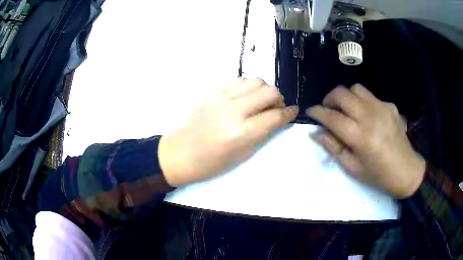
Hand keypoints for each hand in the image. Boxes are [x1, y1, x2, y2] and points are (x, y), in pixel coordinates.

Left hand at [159, 78, 298, 186]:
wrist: (181, 153)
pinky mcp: (213, 91)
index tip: (293, 111)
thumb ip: (264, 133)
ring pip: (256, 81)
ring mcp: (222, 97)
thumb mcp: (243, 154)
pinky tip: (245, 96)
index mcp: (242, 132)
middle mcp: (234, 110)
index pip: (276, 115)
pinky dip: (248, 86)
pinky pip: (239, 80)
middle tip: (275, 108)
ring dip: (264, 90)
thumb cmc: (213, 162)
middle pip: (270, 92)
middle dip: (279, 99)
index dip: (289, 112)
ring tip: (260, 101)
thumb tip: (279, 118)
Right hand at [307, 84, 425, 198]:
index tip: (310, 112)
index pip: (332, 116)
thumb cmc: (378, 175)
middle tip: (328, 110)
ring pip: (356, 89)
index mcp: (360, 137)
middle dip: (329, 99)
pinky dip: (362, 102)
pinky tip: (366, 116)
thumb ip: (333, 147)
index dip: (317, 112)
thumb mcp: (352, 168)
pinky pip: (370, 96)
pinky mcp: (390, 106)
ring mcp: (382, 108)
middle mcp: (370, 117)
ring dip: (346, 97)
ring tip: (346, 110)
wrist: (407, 170)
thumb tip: (316, 133)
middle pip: (342, 93)